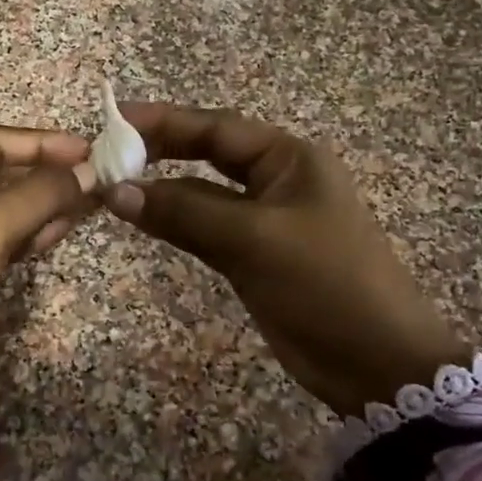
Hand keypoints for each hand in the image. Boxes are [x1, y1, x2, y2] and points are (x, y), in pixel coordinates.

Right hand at [103, 103, 467, 414]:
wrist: (375, 361)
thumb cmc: (324, 284)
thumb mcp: (254, 240)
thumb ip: (184, 212)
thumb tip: (115, 191)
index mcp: (290, 159)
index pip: (216, 128)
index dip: (164, 120)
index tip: (113, 119)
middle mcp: (276, 180)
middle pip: (208, 155)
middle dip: (159, 151)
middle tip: (106, 152)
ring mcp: (264, 220)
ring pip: (202, 195)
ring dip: (162, 190)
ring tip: (110, 185)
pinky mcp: (254, 256)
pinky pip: (205, 229)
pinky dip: (174, 223)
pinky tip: (142, 219)